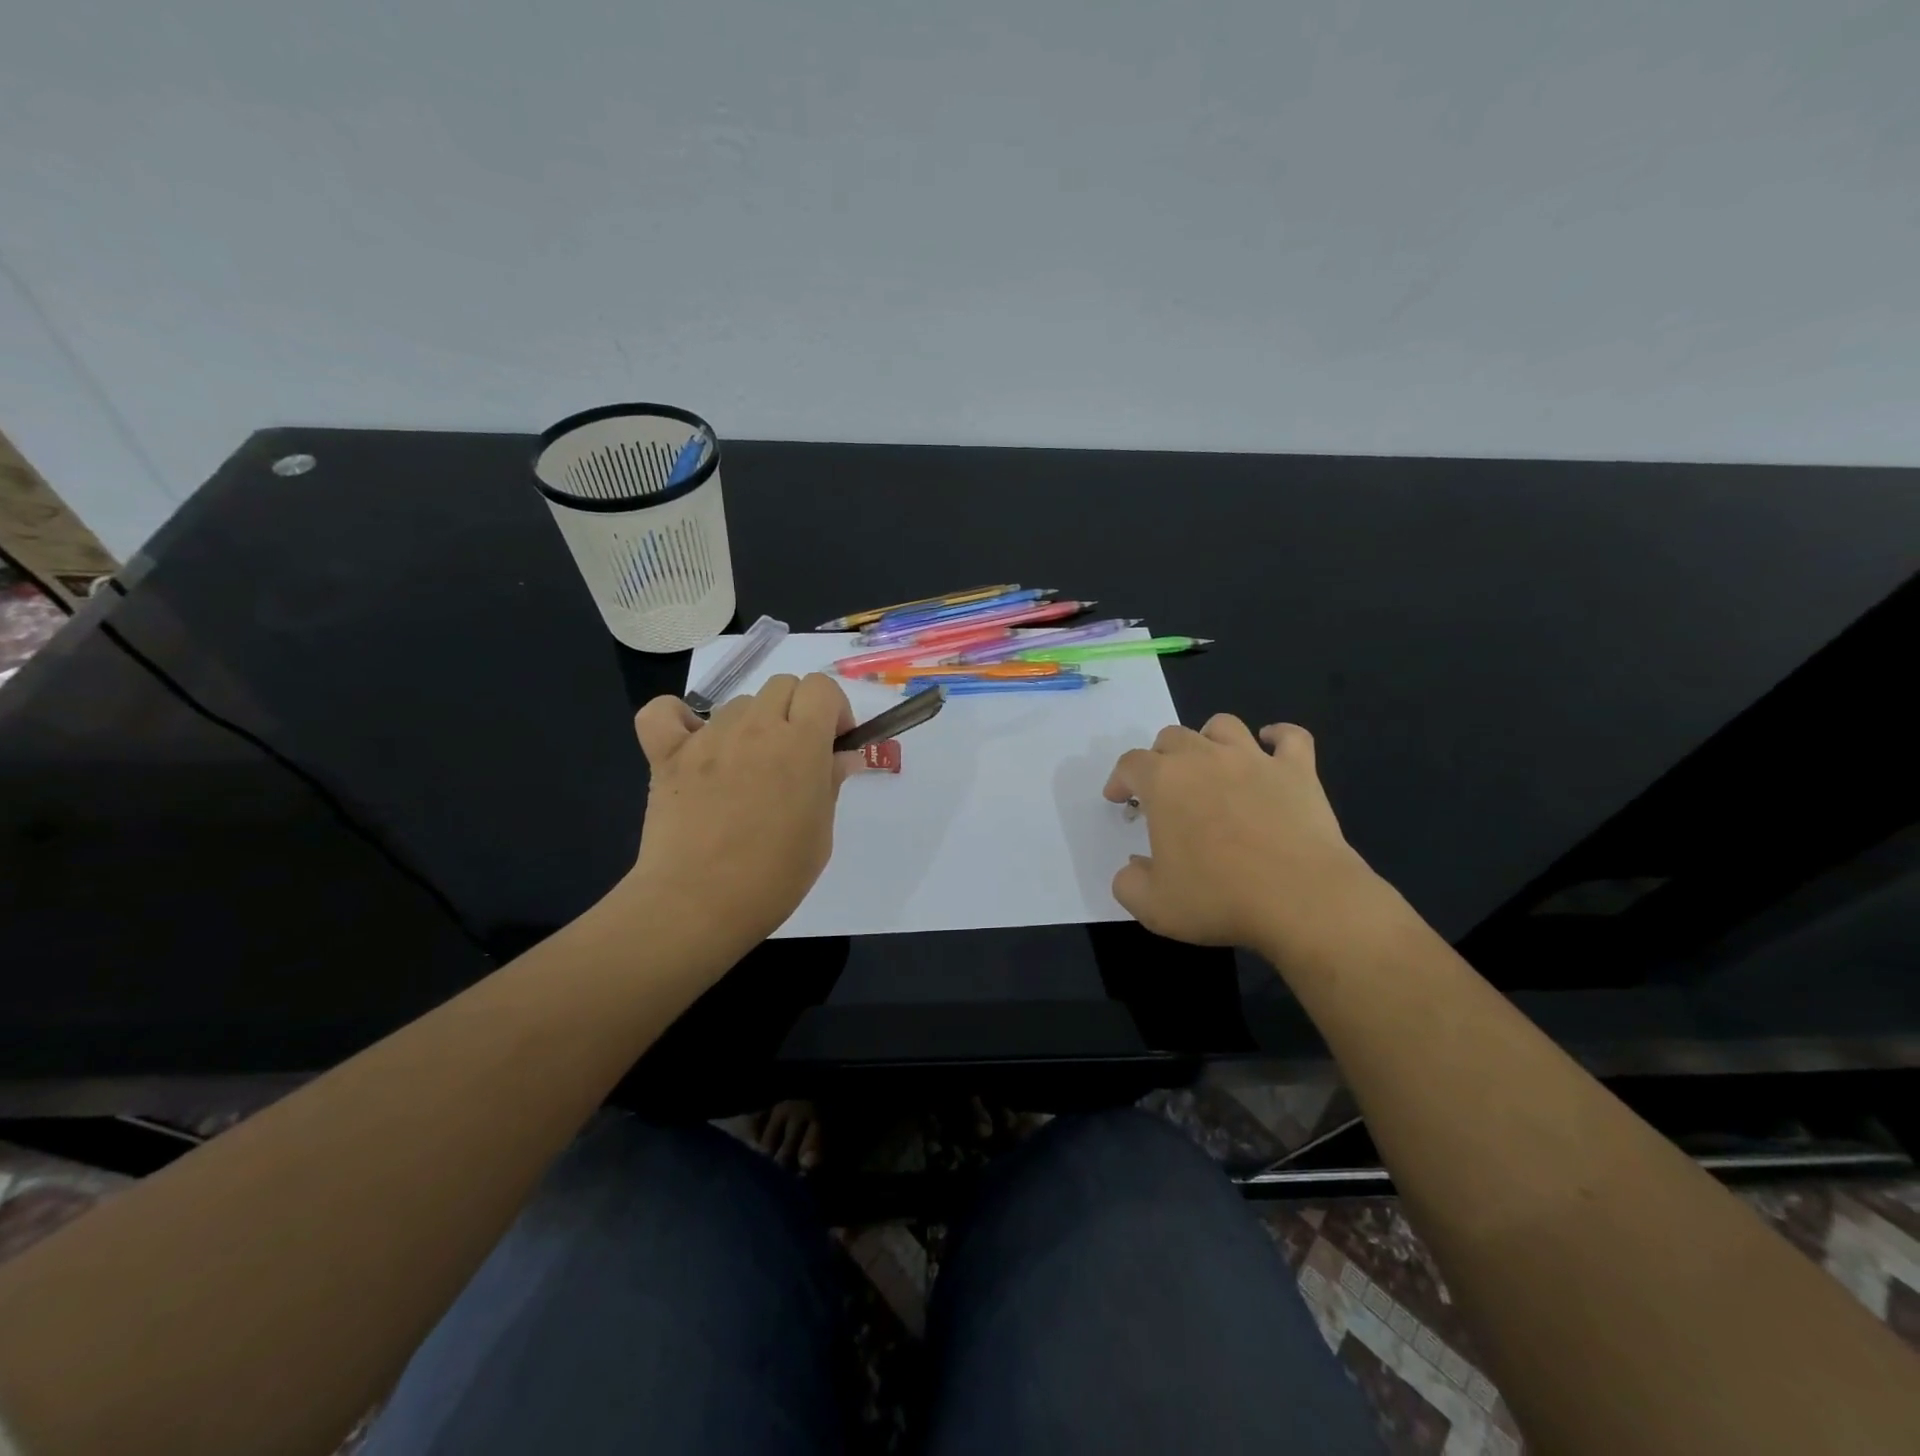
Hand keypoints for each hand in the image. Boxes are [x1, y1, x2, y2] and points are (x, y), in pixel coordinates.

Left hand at [622, 674, 857, 962]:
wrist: (698, 904)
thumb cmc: (774, 876)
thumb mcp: (821, 832)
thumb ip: (831, 782)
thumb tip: (842, 756)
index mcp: (800, 742)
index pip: (821, 687)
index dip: (834, 710)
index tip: (833, 743)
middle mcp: (755, 727)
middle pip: (782, 685)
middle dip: (797, 711)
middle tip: (796, 756)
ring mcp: (706, 738)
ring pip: (737, 704)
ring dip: (751, 724)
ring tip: (747, 770)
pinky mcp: (666, 755)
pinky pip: (663, 713)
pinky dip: (678, 720)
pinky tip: (692, 745)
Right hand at [1103, 716, 1384, 956]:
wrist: (1302, 900)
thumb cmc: (1220, 898)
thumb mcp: (1154, 906)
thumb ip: (1129, 883)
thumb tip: (1134, 867)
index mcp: (1164, 783)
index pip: (1130, 764)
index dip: (1120, 779)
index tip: (1119, 800)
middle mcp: (1205, 758)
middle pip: (1172, 737)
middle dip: (1160, 758)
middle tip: (1163, 789)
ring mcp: (1255, 760)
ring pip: (1223, 726)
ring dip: (1209, 739)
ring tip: (1209, 763)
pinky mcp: (1298, 771)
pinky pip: (1291, 737)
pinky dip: (1278, 737)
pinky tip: (1271, 746)